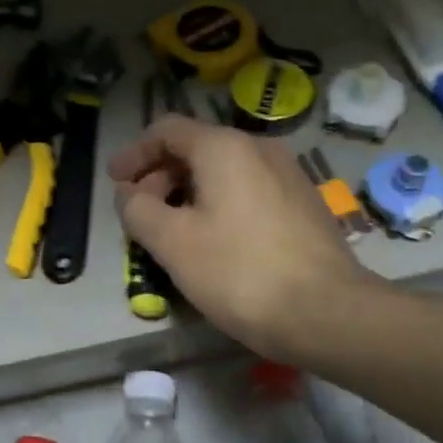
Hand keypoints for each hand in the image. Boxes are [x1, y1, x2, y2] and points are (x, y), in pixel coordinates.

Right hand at [109, 116, 373, 361]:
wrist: (327, 312)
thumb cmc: (239, 272)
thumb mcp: (172, 242)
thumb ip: (138, 210)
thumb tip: (128, 194)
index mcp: (225, 148)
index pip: (167, 130)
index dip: (134, 153)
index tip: (114, 182)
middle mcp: (260, 149)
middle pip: (197, 148)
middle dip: (160, 176)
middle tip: (140, 213)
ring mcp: (288, 176)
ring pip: (224, 172)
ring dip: (188, 193)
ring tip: (172, 231)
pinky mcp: (304, 204)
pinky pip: (248, 191)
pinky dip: (219, 204)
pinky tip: (213, 241)